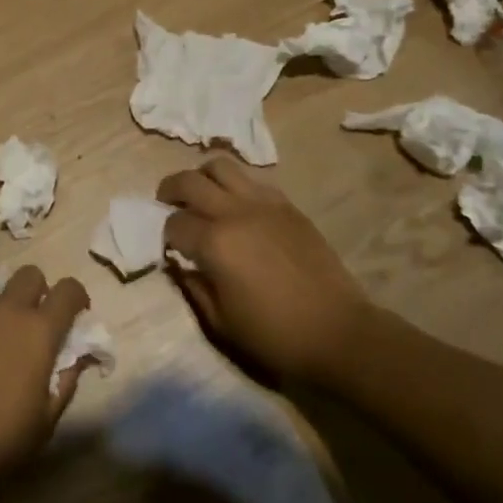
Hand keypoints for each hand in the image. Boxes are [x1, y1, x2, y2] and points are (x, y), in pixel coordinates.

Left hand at [0, 265, 90, 493]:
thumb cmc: (2, 438)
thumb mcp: (47, 418)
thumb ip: (67, 379)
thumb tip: (77, 358)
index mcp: (38, 330)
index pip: (68, 289)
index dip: (78, 299)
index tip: (78, 319)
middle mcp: (7, 312)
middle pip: (31, 275)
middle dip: (42, 291)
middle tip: (42, 327)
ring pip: (2, 297)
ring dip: (12, 313)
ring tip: (8, 354)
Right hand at [159, 155, 371, 388]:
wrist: (337, 333)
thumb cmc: (274, 336)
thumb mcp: (220, 322)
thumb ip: (193, 286)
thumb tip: (180, 264)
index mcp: (214, 243)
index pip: (174, 222)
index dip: (165, 235)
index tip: (170, 247)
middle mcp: (234, 212)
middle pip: (189, 181)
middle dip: (170, 190)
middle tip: (167, 203)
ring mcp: (263, 204)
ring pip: (221, 166)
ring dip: (203, 177)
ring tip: (202, 195)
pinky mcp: (287, 206)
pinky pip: (252, 181)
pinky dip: (235, 186)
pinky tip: (237, 207)